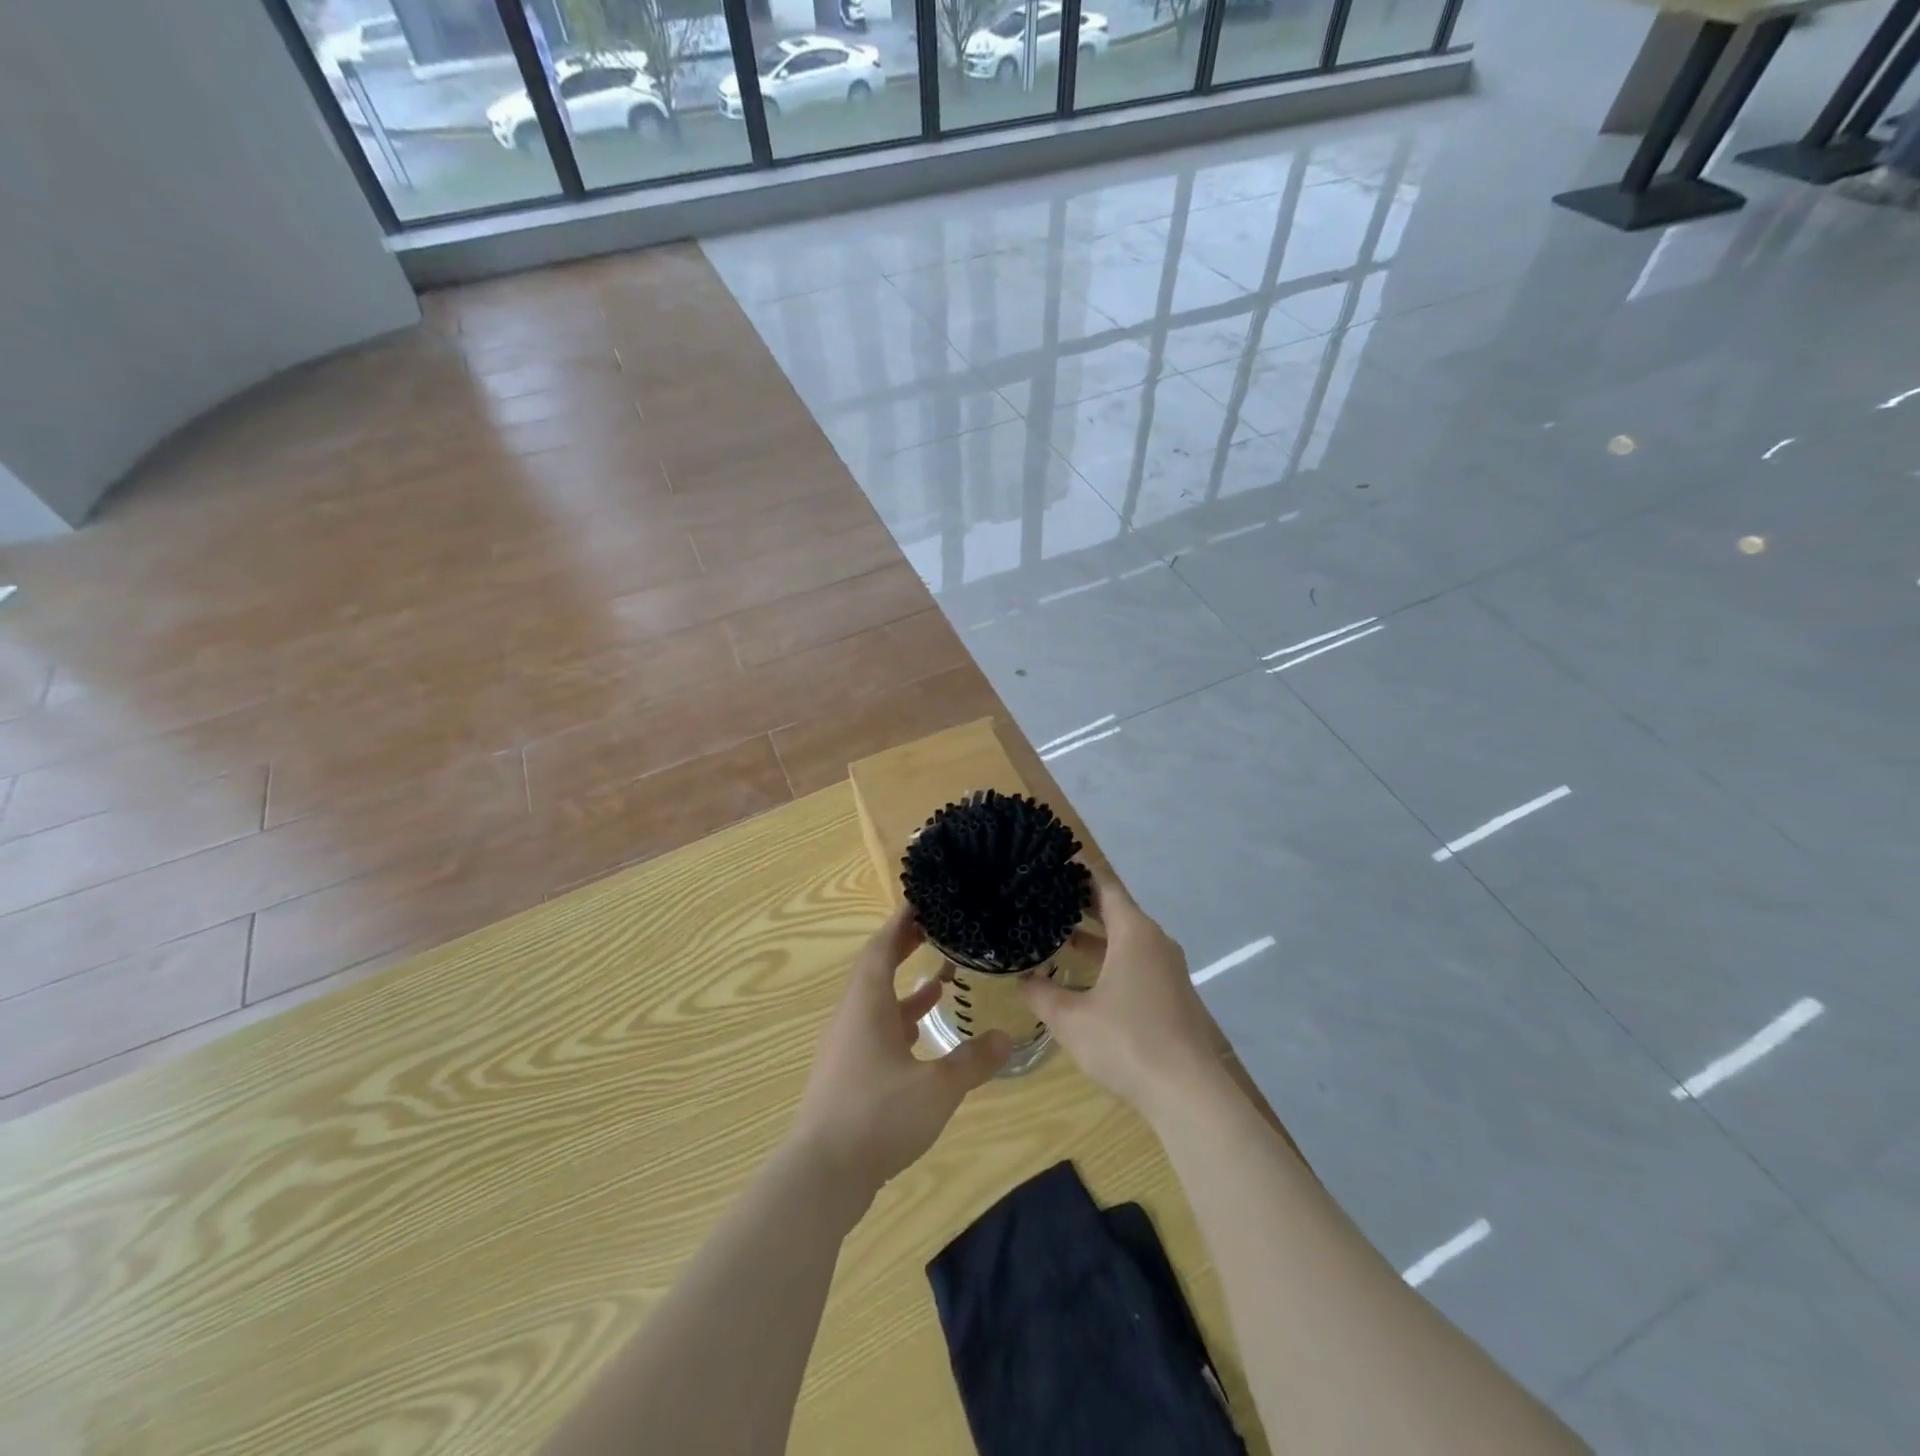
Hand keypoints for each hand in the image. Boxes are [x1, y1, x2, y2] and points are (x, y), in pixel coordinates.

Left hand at [790, 903, 1011, 1198]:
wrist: (821, 1175)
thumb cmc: (877, 1116)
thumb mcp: (936, 1088)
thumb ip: (972, 1061)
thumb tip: (1005, 1038)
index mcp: (867, 1005)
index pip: (881, 947)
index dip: (900, 922)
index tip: (921, 901)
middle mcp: (852, 1017)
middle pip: (876, 970)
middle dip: (903, 948)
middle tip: (935, 929)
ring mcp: (845, 1048)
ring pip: (876, 1004)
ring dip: (904, 989)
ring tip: (940, 981)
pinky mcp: (846, 1075)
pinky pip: (875, 1032)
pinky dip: (899, 1024)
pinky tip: (921, 1038)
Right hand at [1023, 879, 1223, 1118]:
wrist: (1187, 1093)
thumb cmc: (1125, 1042)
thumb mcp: (1070, 1018)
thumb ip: (1041, 993)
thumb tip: (1021, 978)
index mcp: (1135, 933)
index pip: (1105, 887)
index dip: (1079, 875)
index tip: (1053, 866)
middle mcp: (1156, 942)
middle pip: (1117, 911)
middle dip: (1083, 906)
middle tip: (1046, 899)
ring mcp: (1169, 969)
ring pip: (1127, 940)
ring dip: (1096, 937)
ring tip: (1059, 935)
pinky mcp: (1173, 994)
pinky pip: (1138, 962)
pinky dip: (1112, 959)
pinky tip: (1087, 978)